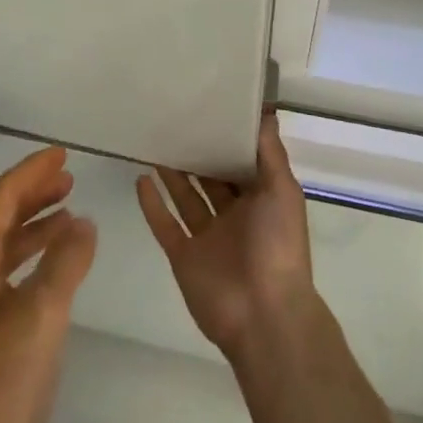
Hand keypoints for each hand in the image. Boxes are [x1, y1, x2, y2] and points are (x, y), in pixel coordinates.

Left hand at [0, 147, 96, 422]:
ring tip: (69, 212)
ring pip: (5, 246)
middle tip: (69, 176)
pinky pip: (9, 274)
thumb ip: (65, 261)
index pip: (1, 197)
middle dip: (34, 193)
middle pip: (0, 217)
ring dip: (36, 225)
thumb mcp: (40, 314)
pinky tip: (56, 266)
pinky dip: (34, 258)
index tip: (62, 153)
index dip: (32, 171)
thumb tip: (84, 221)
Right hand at [135, 111, 314, 364]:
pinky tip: (140, 179)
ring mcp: (207, 238)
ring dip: (172, 173)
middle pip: (211, 178)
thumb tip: (265, 110)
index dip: (227, 138)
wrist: (264, 315)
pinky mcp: (184, 257)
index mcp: (260, 201)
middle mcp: (234, 217)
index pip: (241, 163)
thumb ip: (269, 152)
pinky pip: (165, 225)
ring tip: (155, 141)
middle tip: (175, 118)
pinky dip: (152, 204)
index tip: (209, 107)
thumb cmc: (278, 245)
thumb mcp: (282, 190)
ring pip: (186, 198)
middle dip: (197, 153)